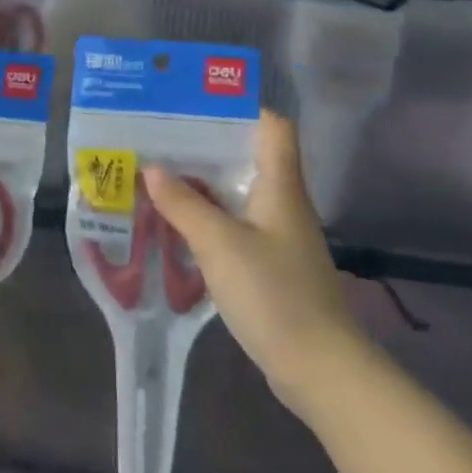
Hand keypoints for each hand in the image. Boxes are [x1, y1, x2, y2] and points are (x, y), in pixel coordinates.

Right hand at [143, 111, 353, 389]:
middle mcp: (283, 204)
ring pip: (239, 195)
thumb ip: (184, 205)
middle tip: (161, 139)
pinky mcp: (271, 267)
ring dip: (204, 186)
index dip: (241, 109)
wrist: (320, 368)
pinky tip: (178, 226)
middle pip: (249, 159)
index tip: (197, 104)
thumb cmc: (273, 293)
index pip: (273, 128)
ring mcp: (279, 238)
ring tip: (159, 176)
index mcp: (280, 187)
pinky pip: (236, 228)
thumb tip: (152, 168)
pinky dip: (209, 220)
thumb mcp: (219, 244)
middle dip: (206, 147)